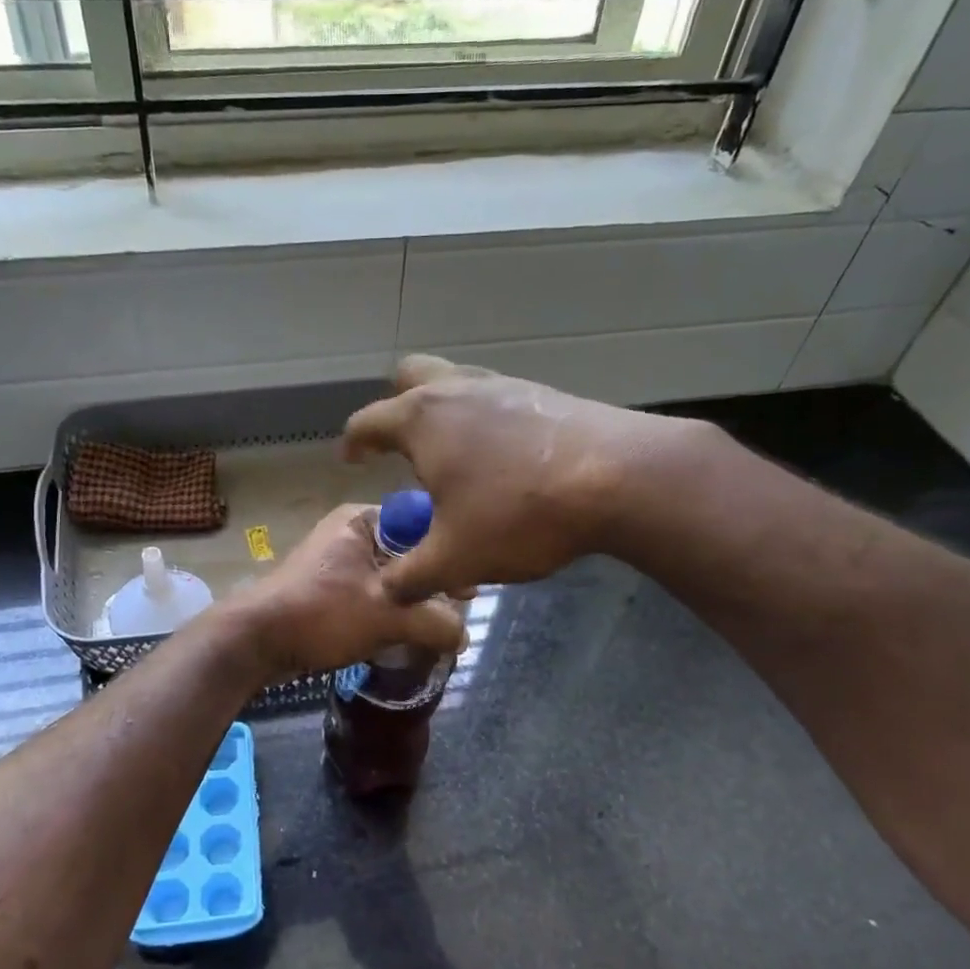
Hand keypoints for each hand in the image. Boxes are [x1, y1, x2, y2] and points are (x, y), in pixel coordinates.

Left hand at [225, 504, 467, 679]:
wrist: (255, 640)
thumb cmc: (321, 614)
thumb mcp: (386, 616)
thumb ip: (433, 622)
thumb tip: (464, 635)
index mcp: (362, 521)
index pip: (421, 523)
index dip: (448, 553)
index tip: (471, 586)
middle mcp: (348, 532)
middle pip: (406, 550)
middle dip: (432, 580)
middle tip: (460, 607)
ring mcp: (334, 559)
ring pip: (389, 573)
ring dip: (412, 597)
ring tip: (437, 623)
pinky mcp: (325, 586)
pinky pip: (370, 590)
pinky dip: (389, 607)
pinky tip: (405, 630)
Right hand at [343, 354, 714, 600]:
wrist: (620, 479)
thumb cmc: (519, 514)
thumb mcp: (455, 559)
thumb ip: (411, 578)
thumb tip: (388, 592)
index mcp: (422, 420)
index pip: (368, 421)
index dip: (352, 442)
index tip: (349, 458)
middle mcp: (457, 389)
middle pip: (410, 376)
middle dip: (396, 405)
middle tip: (400, 444)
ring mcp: (503, 384)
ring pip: (457, 380)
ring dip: (444, 410)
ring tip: (453, 454)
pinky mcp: (543, 393)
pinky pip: (496, 396)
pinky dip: (485, 418)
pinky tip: (503, 457)